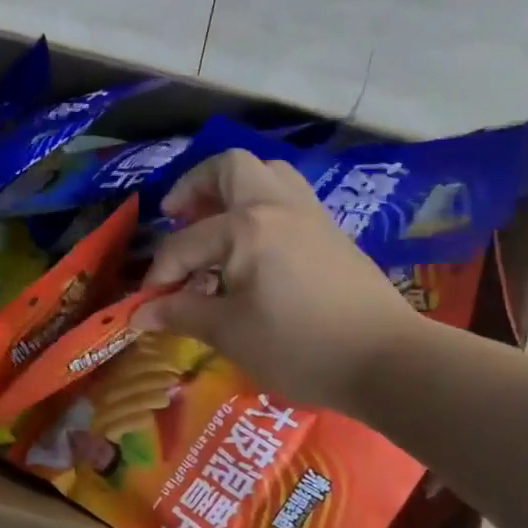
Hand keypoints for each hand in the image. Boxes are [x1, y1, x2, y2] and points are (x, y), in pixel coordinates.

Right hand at [135, 150, 420, 414]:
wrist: (387, 360)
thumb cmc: (299, 345)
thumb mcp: (229, 333)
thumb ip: (182, 314)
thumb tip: (140, 313)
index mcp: (246, 227)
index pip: (184, 243)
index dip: (159, 274)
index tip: (148, 304)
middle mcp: (277, 206)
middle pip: (231, 167)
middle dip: (196, 187)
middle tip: (177, 216)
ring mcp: (310, 215)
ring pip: (267, 175)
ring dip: (234, 190)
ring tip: (215, 223)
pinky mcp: (332, 233)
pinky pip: (288, 198)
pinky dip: (261, 207)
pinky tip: (253, 247)